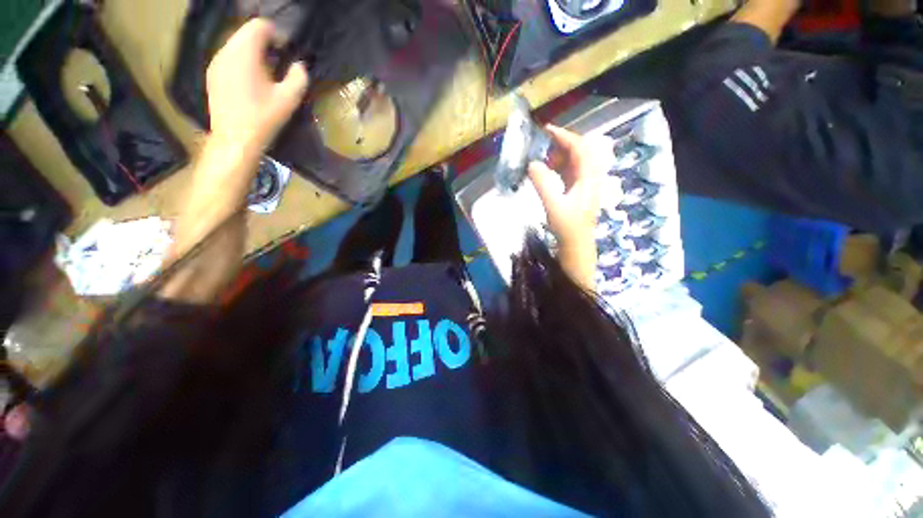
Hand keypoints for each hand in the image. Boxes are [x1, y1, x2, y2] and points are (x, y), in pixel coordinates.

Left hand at [206, 18, 308, 150]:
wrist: (235, 139)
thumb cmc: (264, 118)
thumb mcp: (289, 99)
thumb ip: (298, 77)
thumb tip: (299, 66)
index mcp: (245, 53)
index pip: (259, 26)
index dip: (276, 34)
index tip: (286, 52)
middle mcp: (226, 52)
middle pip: (246, 33)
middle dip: (264, 43)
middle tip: (278, 64)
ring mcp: (215, 63)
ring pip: (235, 45)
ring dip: (252, 53)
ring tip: (265, 74)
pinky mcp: (212, 75)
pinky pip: (228, 58)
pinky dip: (241, 62)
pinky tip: (250, 83)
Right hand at [528, 125, 605, 289]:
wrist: (576, 246)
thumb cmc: (567, 227)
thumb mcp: (553, 205)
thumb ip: (543, 183)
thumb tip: (532, 164)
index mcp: (588, 178)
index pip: (580, 148)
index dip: (565, 136)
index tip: (547, 130)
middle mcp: (589, 177)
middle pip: (580, 151)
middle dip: (561, 145)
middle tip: (542, 145)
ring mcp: (584, 184)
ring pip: (574, 161)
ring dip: (559, 156)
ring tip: (542, 159)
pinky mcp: (577, 191)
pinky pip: (569, 172)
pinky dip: (557, 167)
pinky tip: (546, 171)